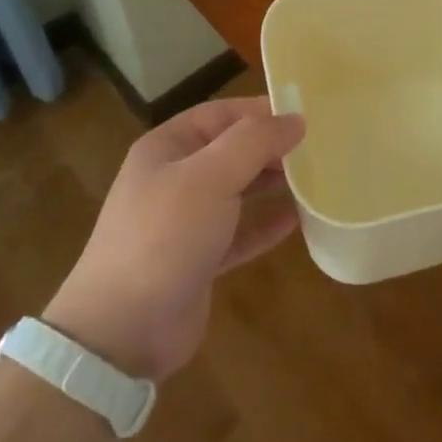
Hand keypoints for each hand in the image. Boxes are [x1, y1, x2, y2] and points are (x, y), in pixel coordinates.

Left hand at [44, 97, 304, 381]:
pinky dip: (266, 224)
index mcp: (167, 148)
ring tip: (316, 177)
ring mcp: (185, 222)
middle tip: (319, 146)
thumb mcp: (210, 177)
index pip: (221, 114)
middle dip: (271, 147)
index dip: (261, 110)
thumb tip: (296, 119)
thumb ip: (255, 142)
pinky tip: (298, 220)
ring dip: (273, 183)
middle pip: (231, 150)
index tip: (306, 113)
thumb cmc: (165, 236)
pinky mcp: (199, 260)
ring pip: (238, 190)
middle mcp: (174, 178)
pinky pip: (240, 232)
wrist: (122, 332)